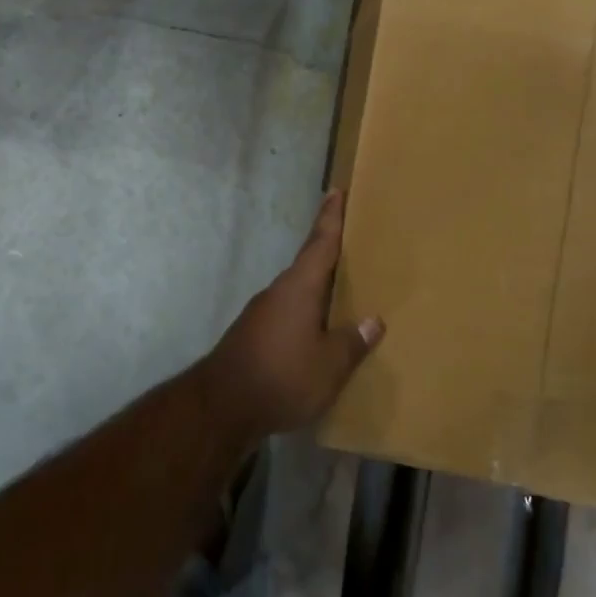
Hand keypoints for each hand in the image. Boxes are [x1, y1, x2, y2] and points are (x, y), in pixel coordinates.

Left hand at [201, 190, 385, 441]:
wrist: (222, 404)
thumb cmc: (282, 376)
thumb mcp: (329, 366)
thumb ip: (351, 342)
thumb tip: (373, 321)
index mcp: (299, 288)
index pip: (320, 243)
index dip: (331, 218)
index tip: (335, 192)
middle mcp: (279, 291)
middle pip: (308, 263)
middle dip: (327, 249)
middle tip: (349, 238)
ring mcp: (263, 311)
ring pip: (297, 288)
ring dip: (317, 283)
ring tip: (341, 285)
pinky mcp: (255, 332)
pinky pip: (288, 310)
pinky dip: (306, 309)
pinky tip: (316, 326)